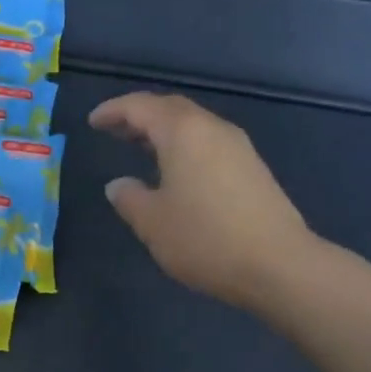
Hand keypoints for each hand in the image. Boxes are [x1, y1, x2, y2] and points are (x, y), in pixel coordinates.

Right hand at [90, 92, 316, 311]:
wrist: (277, 264)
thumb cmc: (205, 239)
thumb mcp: (152, 223)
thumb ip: (129, 198)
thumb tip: (119, 184)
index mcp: (183, 132)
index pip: (141, 107)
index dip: (113, 111)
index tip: (93, 121)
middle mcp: (213, 129)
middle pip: (171, 109)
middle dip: (140, 116)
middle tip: (115, 130)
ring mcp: (238, 147)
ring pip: (193, 126)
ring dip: (164, 131)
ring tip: (141, 148)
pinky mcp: (253, 168)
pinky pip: (209, 143)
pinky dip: (184, 147)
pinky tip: (176, 172)